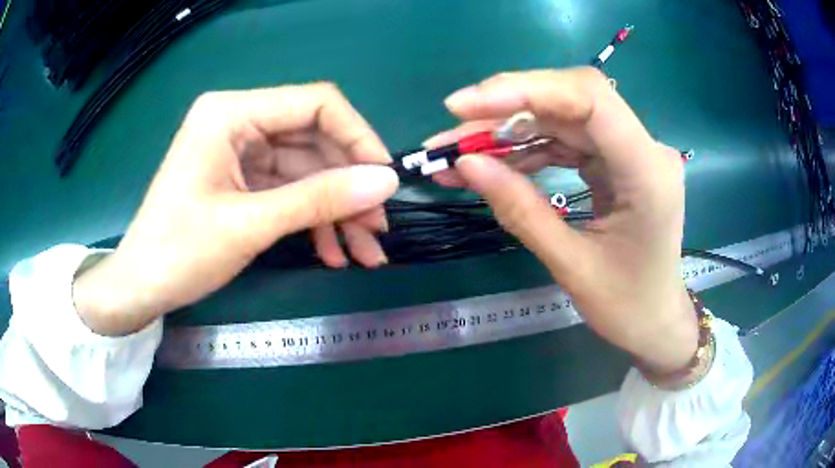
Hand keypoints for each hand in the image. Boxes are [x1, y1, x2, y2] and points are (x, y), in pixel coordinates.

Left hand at [73, 83, 398, 335]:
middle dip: (349, 187)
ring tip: (365, 252)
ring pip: (307, 172)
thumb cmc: (180, 252)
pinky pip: (289, 192)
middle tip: (378, 228)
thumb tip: (386, 182)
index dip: (358, 137)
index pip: (315, 104)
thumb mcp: (250, 225)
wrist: (141, 287)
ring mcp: (241, 153)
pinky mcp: (242, 180)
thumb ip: (319, 198)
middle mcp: (239, 122)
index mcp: (231, 113)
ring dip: (336, 212)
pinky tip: (333, 253)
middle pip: (314, 141)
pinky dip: (312, 221)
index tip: (385, 179)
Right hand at [429, 68, 696, 374]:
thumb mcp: (571, 266)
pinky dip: (526, 148)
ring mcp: (631, 151)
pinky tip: (494, 163)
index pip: (589, 99)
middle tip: (451, 131)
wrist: (656, 321)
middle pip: (569, 101)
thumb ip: (520, 210)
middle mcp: (644, 148)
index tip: (463, 107)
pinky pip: (566, 140)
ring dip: (509, 130)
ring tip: (459, 152)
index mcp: (647, 172)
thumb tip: (466, 164)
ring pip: (562, 117)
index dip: (525, 90)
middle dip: (505, 111)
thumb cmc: (626, 307)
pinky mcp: (616, 160)